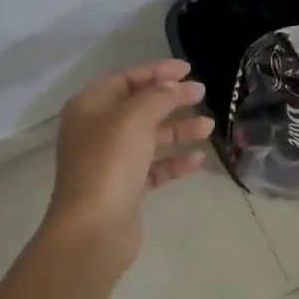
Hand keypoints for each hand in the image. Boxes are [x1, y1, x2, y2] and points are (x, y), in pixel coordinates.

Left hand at [42, 59, 212, 267]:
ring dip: (178, 130)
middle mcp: (96, 131)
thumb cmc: (109, 162)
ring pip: (149, 138)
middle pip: (139, 107)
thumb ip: (160, 97)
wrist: (93, 228)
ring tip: (209, 127)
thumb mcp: (135, 118)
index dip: (157, 71)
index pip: (126, 79)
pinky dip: (174, 161)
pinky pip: (154, 167)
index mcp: (89, 107)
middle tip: (202, 94)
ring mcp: (110, 161)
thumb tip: (177, 86)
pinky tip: (198, 159)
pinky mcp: (125, 188)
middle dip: (171, 100)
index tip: (188, 70)